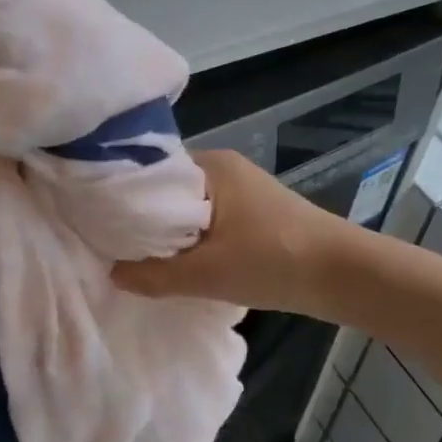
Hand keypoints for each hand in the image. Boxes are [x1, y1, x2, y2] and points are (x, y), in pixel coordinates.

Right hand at [112, 149, 343, 314]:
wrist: (342, 274)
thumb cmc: (272, 261)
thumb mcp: (206, 274)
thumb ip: (155, 275)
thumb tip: (113, 274)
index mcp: (210, 166)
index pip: (151, 174)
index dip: (124, 200)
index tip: (99, 225)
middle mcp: (224, 168)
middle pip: (169, 192)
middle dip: (146, 221)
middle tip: (115, 248)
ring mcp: (242, 189)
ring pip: (190, 209)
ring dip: (172, 234)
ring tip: (141, 259)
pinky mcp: (254, 212)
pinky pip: (210, 220)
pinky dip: (194, 239)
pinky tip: (181, 263)